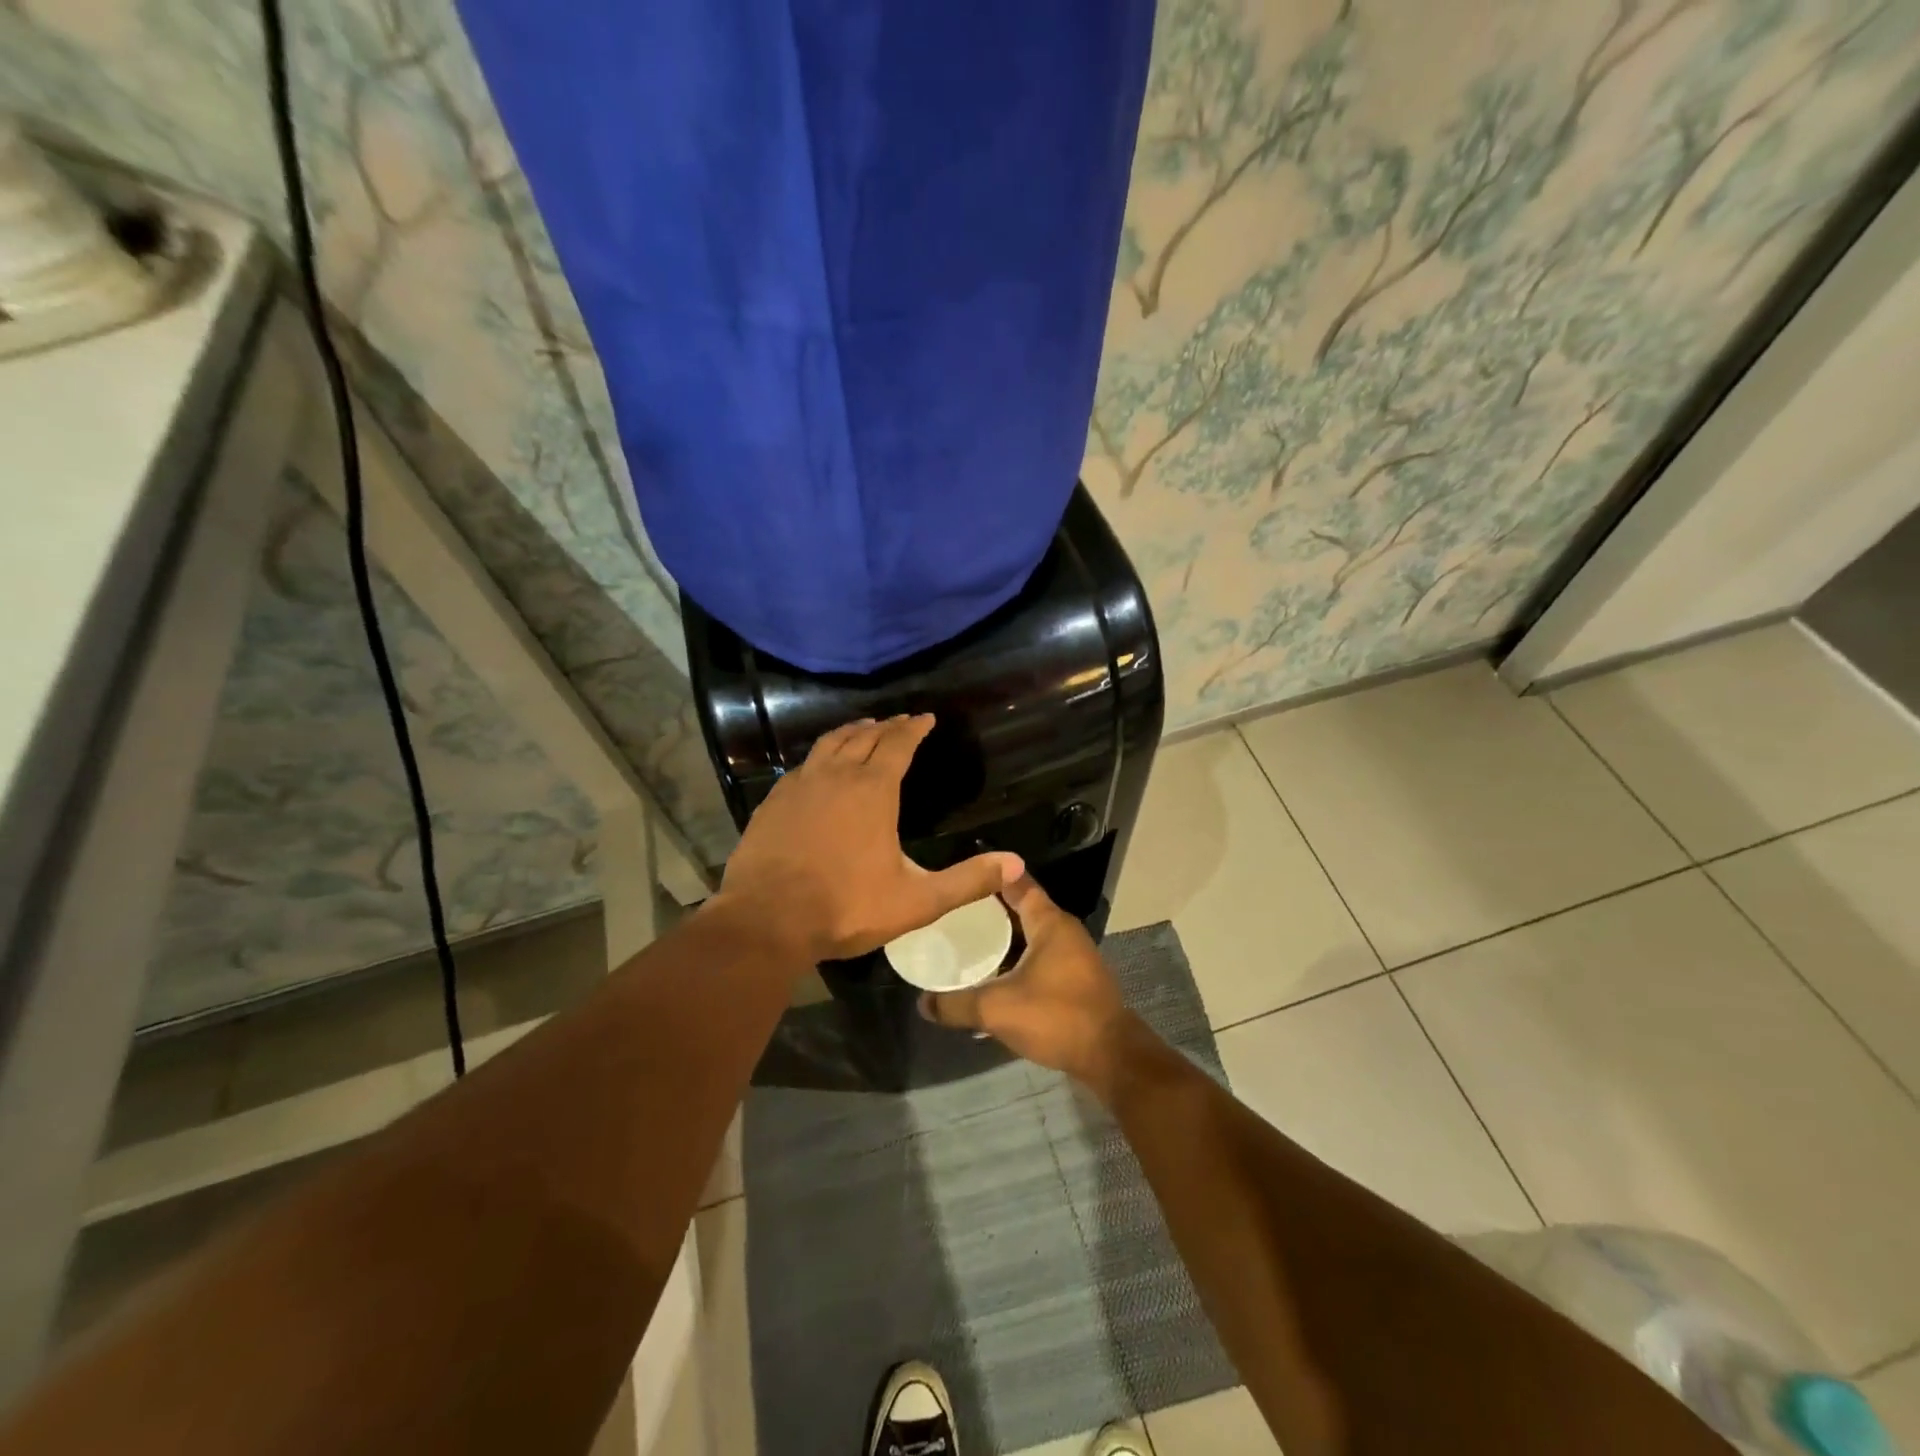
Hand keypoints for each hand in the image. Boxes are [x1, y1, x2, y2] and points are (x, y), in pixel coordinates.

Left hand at [714, 714, 1022, 962]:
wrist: (766, 920)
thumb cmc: (846, 908)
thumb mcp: (917, 901)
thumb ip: (967, 881)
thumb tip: (1017, 864)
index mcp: (873, 791)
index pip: (898, 744)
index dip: (914, 728)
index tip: (926, 717)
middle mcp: (836, 776)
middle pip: (864, 737)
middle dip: (886, 726)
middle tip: (900, 720)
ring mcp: (800, 785)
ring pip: (830, 744)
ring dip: (851, 732)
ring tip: (863, 728)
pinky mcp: (773, 801)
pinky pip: (803, 765)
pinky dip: (821, 756)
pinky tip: (820, 767)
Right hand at [919, 875, 1138, 1088]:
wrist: (1110, 1056)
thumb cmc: (1056, 1016)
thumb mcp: (997, 1009)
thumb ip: (956, 1004)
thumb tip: (922, 1003)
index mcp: (1049, 922)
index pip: (1017, 884)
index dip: (991, 876)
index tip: (961, 874)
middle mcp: (1064, 931)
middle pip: (1023, 909)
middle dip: (990, 910)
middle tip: (954, 912)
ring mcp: (1074, 956)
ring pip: (1032, 936)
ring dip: (1004, 938)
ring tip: (968, 942)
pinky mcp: (1077, 979)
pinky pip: (1040, 958)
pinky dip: (1017, 960)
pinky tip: (994, 977)